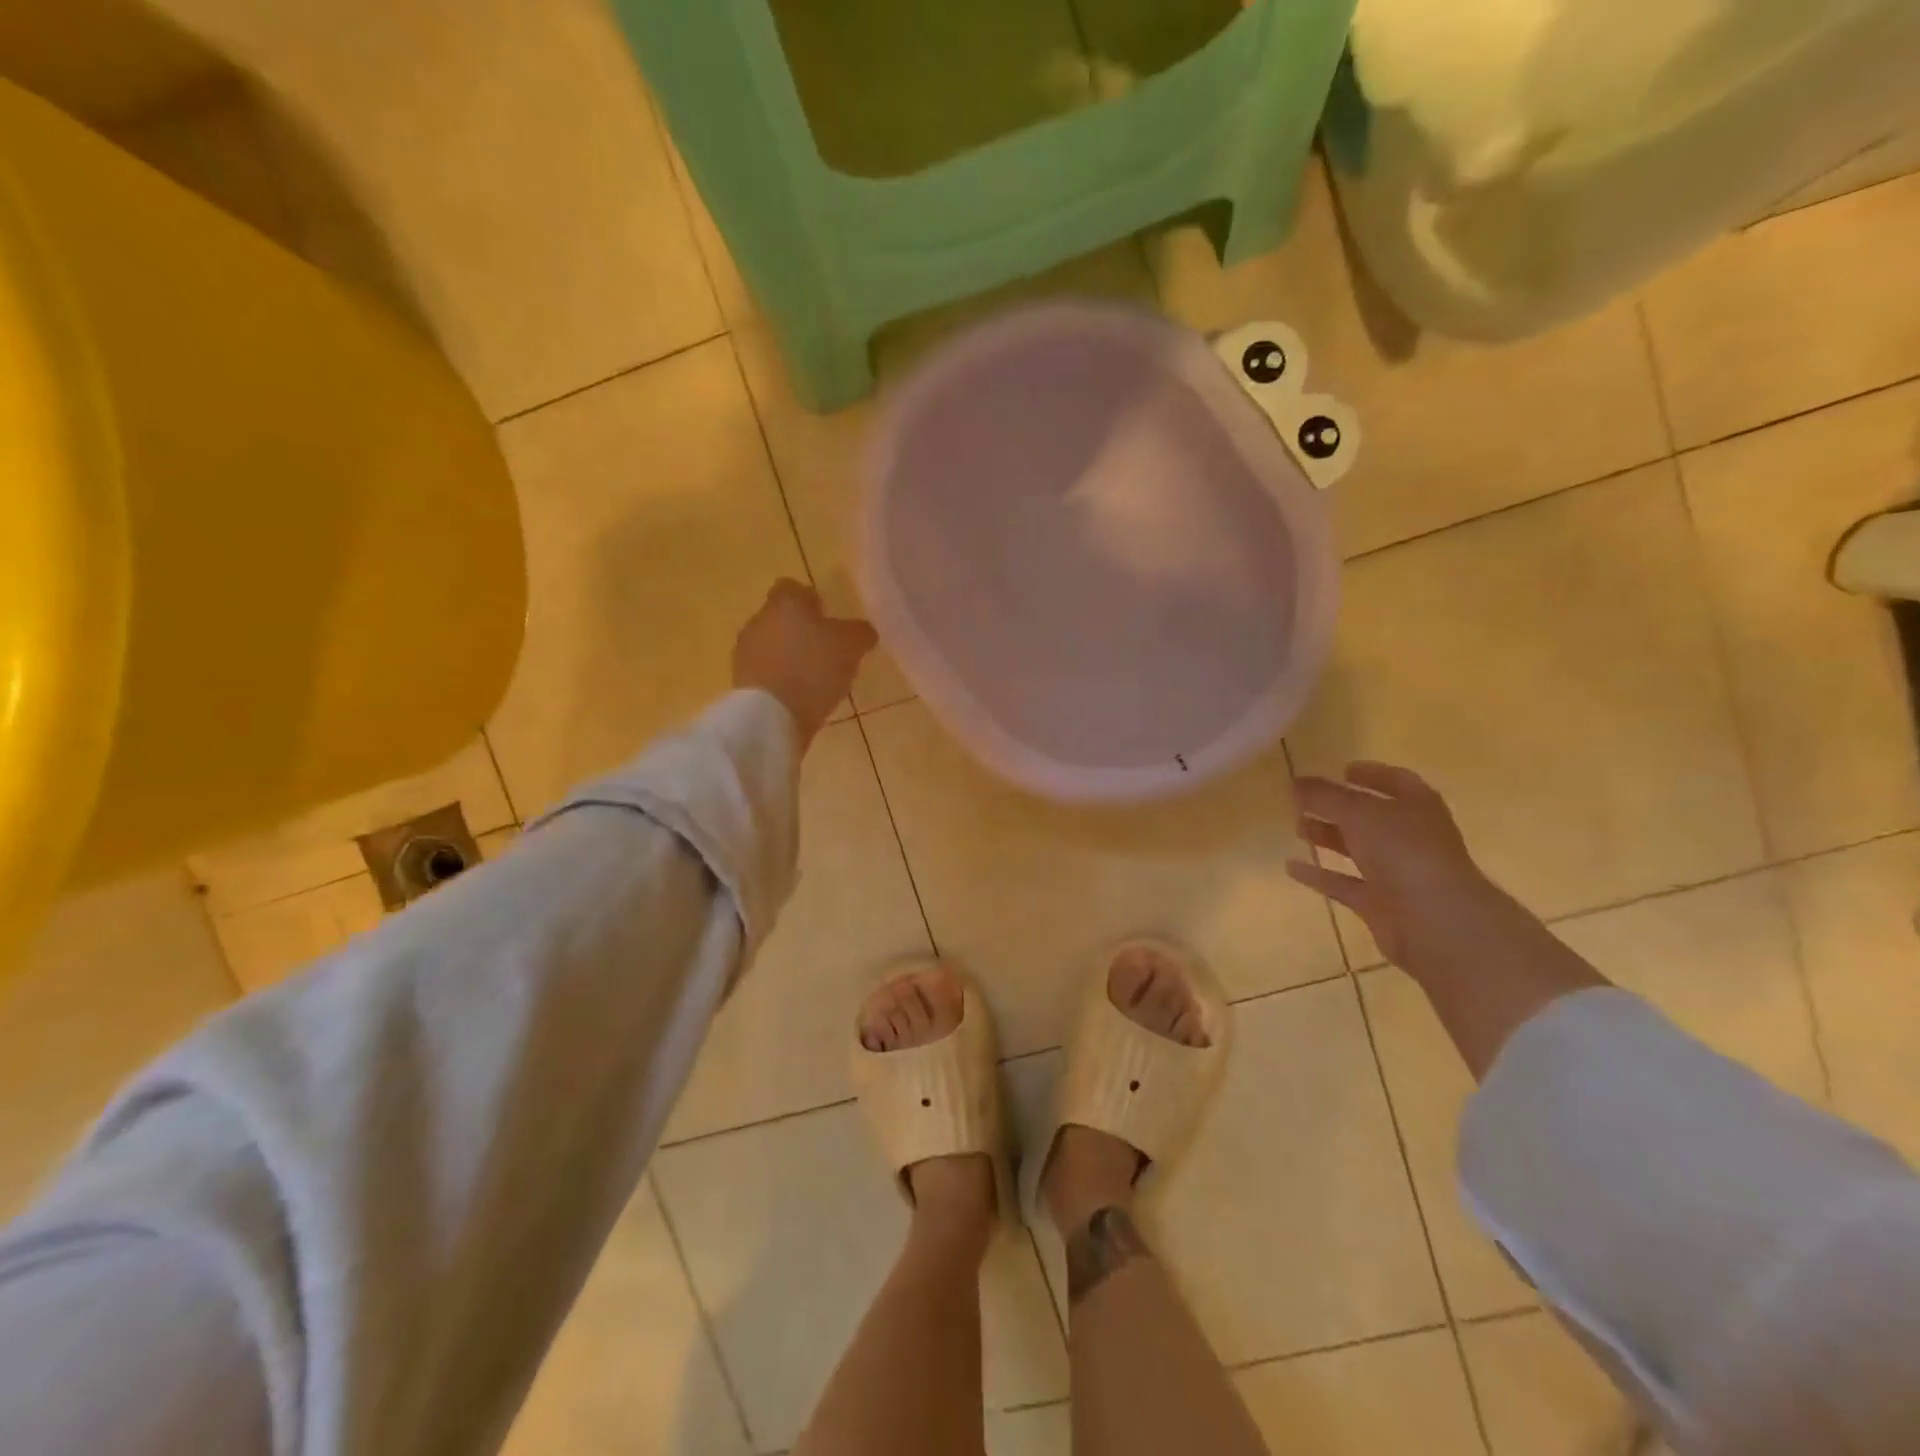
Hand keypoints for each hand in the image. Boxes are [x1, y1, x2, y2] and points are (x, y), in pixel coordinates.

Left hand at [732, 580, 877, 747]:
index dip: (811, 600)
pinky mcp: (741, 682)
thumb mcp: (852, 646)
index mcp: (785, 603)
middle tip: (826, 651)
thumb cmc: (814, 668)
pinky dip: (780, 680)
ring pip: (771, 646)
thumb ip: (860, 632)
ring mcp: (745, 652)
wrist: (771, 715)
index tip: (827, 618)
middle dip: (800, 631)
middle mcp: (759, 620)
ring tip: (814, 678)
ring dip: (789, 657)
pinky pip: (765, 673)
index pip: (793, 588)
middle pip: (780, 618)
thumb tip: (862, 631)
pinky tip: (799, 696)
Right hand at [1284, 762, 1513, 976]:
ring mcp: (1396, 872)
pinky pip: (1344, 883)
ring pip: (1356, 848)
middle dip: (1338, 806)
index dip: (1371, 774)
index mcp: (1417, 807)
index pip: (1396, 781)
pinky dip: (1319, 875)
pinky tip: (1292, 866)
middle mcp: (1410, 837)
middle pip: (1370, 816)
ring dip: (1327, 836)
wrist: (1437, 923)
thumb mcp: (1359, 813)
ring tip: (1296, 826)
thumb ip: (1325, 796)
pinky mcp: (1379, 903)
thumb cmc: (1405, 853)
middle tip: (1303, 799)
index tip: (1341, 769)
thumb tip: (1295, 782)